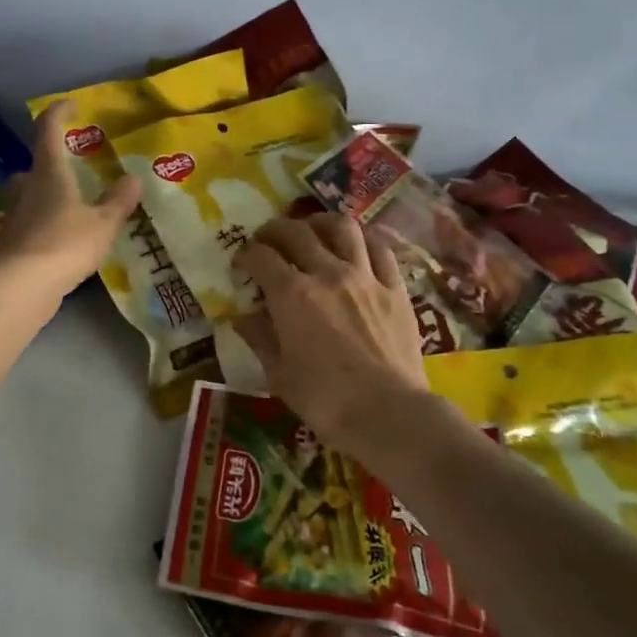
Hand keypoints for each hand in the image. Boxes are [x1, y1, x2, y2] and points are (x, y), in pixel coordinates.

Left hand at [0, 99, 141, 297]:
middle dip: (53, 162)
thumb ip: (118, 201)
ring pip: (30, 193)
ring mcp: (15, 214)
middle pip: (36, 164)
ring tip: (72, 203)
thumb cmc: (66, 243)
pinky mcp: (11, 240)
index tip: (72, 105)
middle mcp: (27, 186)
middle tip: (75, 168)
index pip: (48, 129)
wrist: (23, 285)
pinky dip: (44, 220)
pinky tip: (61, 235)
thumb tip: (133, 179)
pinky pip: (30, 220)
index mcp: (49, 172)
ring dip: (47, 192)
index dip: (59, 112)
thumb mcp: (103, 223)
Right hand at [232, 213, 427, 445]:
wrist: (389, 414)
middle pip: (297, 232)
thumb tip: (242, 317)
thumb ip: (259, 338)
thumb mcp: (279, 374)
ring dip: (320, 223)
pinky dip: (364, 240)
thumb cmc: (325, 400)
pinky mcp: (395, 288)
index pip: (261, 257)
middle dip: (274, 230)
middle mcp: (327, 273)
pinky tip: (356, 245)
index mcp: (292, 294)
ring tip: (312, 230)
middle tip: (267, 241)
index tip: (241, 264)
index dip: (245, 255)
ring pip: (342, 228)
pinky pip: (380, 249)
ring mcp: (365, 277)